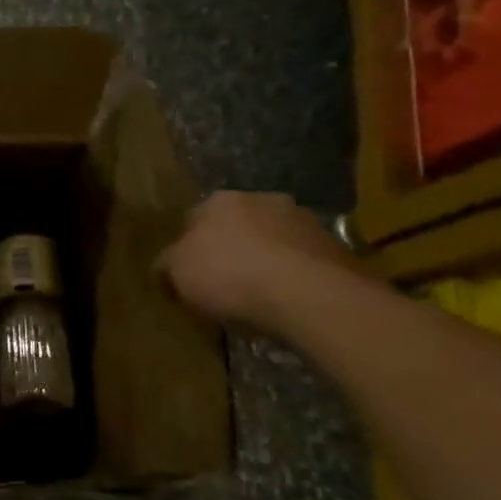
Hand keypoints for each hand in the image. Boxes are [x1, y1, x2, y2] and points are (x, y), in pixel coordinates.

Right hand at [159, 192, 353, 329]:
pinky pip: (302, 260)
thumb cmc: (230, 276)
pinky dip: (293, 275)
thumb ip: (167, 265)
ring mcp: (303, 220)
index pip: (193, 219)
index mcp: (218, 201)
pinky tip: (287, 300)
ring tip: (259, 294)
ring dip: (265, 259)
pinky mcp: (335, 246)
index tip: (188, 274)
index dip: (188, 247)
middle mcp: (261, 199)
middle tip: (223, 282)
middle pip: (236, 226)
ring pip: (272, 240)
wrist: (309, 295)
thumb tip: (165, 266)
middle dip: (230, 248)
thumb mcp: (178, 274)